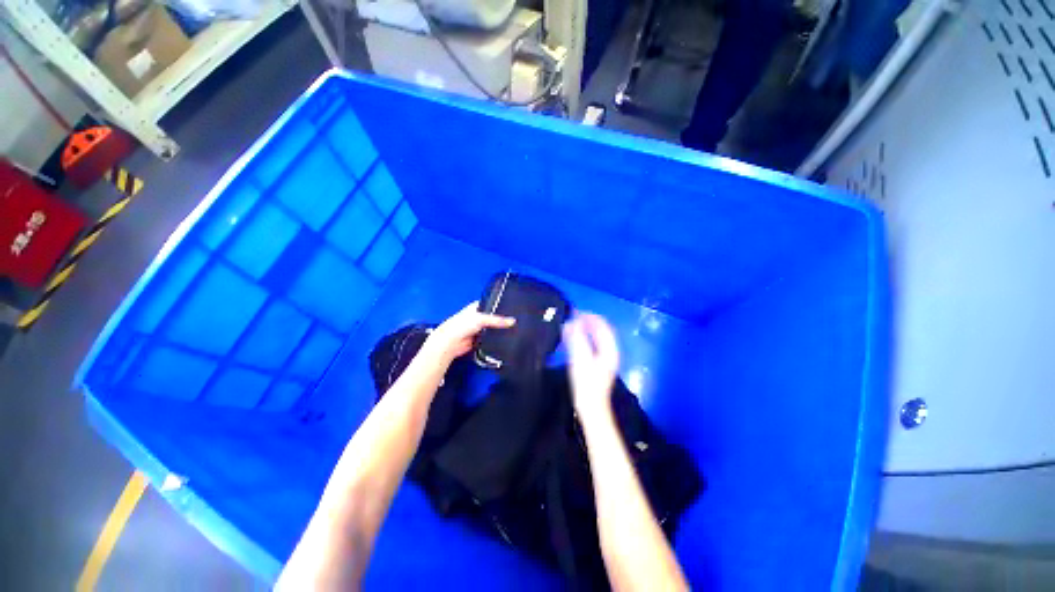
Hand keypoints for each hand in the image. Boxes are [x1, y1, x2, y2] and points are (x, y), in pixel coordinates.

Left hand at [425, 301, 515, 363]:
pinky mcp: (479, 339)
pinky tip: (504, 340)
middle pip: (493, 318)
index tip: (513, 308)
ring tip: (513, 330)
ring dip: (498, 331)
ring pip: (492, 329)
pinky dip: (494, 340)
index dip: (501, 305)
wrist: (450, 343)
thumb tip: (512, 321)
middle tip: (515, 321)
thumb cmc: (461, 325)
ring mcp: (478, 329)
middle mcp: (478, 317)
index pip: (492, 304)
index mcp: (477, 307)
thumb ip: (497, 320)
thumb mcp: (481, 319)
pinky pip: (490, 339)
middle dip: (501, 320)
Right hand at [564, 313, 619, 419]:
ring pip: (596, 337)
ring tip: (571, 324)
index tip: (575, 311)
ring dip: (585, 328)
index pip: (602, 326)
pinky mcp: (598, 363)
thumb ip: (577, 340)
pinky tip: (573, 338)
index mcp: (610, 349)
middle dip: (587, 321)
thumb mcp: (580, 360)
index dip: (590, 316)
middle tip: (572, 316)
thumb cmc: (587, 384)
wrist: (591, 408)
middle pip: (601, 330)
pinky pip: (592, 343)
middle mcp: (610, 351)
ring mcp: (605, 358)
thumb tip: (573, 321)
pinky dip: (583, 337)